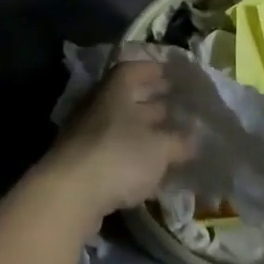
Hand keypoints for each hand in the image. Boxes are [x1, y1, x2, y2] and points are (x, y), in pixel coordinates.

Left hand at [38, 60, 193, 223]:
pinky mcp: (82, 161)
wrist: (70, 193)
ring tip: (169, 139)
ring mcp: (86, 134)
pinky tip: (149, 168)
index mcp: (115, 91)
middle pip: (127, 98)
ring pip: (120, 125)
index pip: (133, 70)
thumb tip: (193, 139)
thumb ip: (178, 142)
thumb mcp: (159, 148)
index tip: (171, 76)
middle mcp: (98, 106)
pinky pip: (113, 149)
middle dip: (152, 102)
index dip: (153, 71)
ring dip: (143, 130)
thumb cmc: (119, 156)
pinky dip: (132, 154)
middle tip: (177, 108)